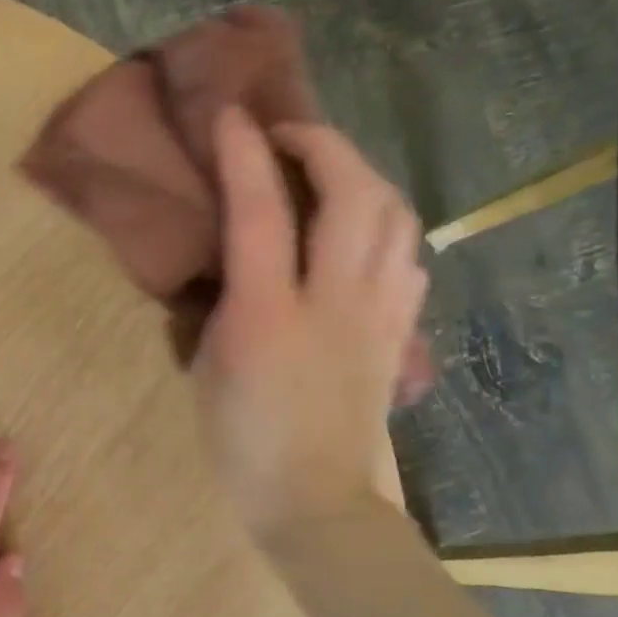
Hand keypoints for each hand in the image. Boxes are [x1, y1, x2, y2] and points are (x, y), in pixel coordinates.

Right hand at [193, 107, 429, 540]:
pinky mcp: (400, 333)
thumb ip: (224, 301)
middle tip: (286, 137)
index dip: (244, 153)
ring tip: (327, 175)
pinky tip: (359, 232)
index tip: (230, 115)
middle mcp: (334, 304)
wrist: (314, 500)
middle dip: (321, 143)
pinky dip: (385, 223)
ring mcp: (379, 316)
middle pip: (353, 193)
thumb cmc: (243, 442)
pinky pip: (407, 255)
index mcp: (268, 318)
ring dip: (361, 175)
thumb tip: (234, 254)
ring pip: (395, 215)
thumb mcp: (209, 368)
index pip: (260, 213)